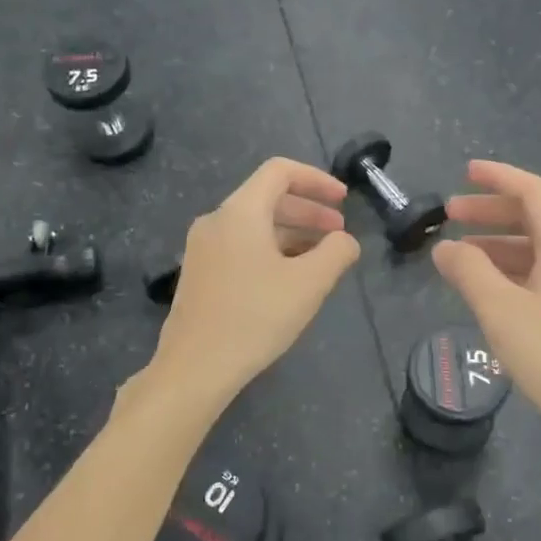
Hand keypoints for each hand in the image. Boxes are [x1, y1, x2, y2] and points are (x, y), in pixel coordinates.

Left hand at [150, 157, 361, 403]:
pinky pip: (241, 246)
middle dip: (309, 211)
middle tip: (339, 233)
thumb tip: (346, 241)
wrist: (195, 368)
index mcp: (240, 212)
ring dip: (292, 233)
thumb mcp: (309, 284)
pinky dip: (271, 250)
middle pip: (268, 198)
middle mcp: (216, 221)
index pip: (280, 172)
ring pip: (255, 225)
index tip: (344, 201)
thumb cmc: (255, 318)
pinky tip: (289, 278)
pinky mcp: (200, 274)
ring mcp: (203, 248)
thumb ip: (336, 252)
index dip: (317, 180)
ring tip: (321, 258)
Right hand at [432, 160, 540, 463]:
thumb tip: (445, 247)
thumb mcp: (502, 310)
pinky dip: (513, 270)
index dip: (498, 177)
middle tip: (451, 214)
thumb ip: (469, 272)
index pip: (532, 191)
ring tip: (461, 254)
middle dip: (491, 211)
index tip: (465, 171)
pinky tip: (490, 290)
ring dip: (499, 243)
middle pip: (535, 216)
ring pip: (538, 248)